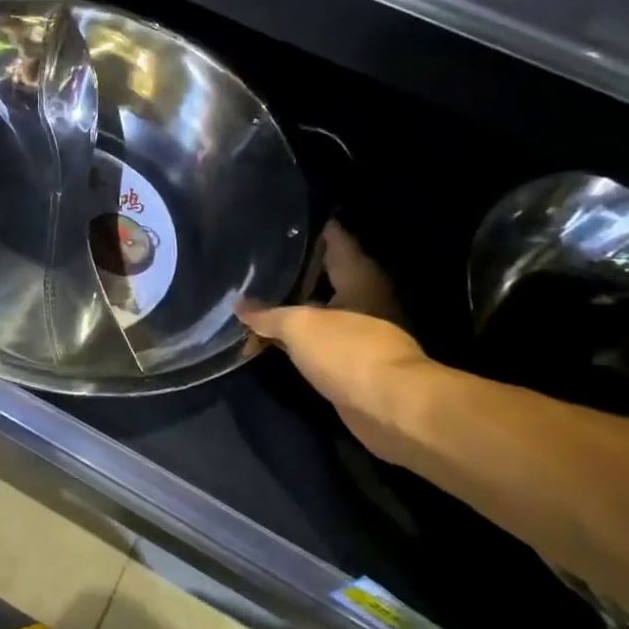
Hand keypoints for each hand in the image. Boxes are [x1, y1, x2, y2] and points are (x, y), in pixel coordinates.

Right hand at [238, 221, 437, 465]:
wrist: (390, 409)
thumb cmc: (347, 351)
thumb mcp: (298, 325)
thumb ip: (266, 314)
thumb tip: (238, 305)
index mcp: (358, 275)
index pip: (334, 237)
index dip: (308, 227)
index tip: (278, 219)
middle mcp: (363, 297)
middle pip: (323, 274)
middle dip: (292, 269)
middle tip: (255, 259)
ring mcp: (360, 330)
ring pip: (317, 309)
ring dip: (290, 307)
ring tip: (253, 294)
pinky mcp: (352, 361)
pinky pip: (315, 340)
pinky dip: (294, 337)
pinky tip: (268, 335)